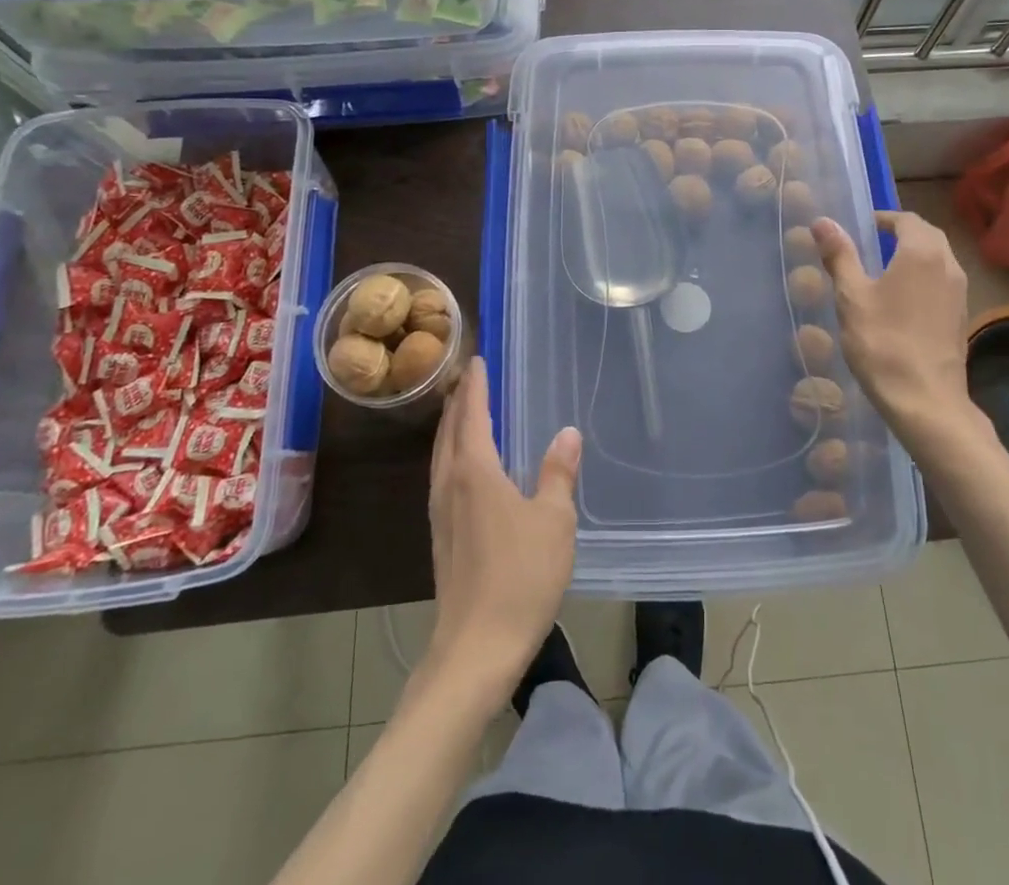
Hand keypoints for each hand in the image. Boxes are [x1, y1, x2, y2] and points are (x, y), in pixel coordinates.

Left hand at [423, 359, 581, 705]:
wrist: (475, 650)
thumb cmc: (520, 577)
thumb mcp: (553, 521)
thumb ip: (558, 473)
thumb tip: (567, 432)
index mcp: (474, 472)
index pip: (471, 414)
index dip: (474, 385)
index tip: (476, 359)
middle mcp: (450, 485)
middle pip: (448, 431)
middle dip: (457, 401)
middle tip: (469, 377)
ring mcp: (441, 514)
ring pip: (441, 455)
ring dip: (452, 428)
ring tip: (465, 411)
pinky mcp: (442, 538)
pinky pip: (444, 477)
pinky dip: (453, 455)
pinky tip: (467, 468)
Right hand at [813, 212, 979, 444]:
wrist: (925, 400)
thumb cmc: (883, 342)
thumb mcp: (851, 297)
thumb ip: (839, 255)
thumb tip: (822, 221)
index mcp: (922, 252)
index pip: (907, 219)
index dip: (884, 218)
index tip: (862, 227)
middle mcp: (948, 265)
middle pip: (927, 235)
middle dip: (901, 233)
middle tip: (872, 243)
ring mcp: (960, 293)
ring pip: (939, 259)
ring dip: (915, 255)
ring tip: (884, 270)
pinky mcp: (961, 317)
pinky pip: (943, 283)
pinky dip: (924, 278)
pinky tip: (902, 301)